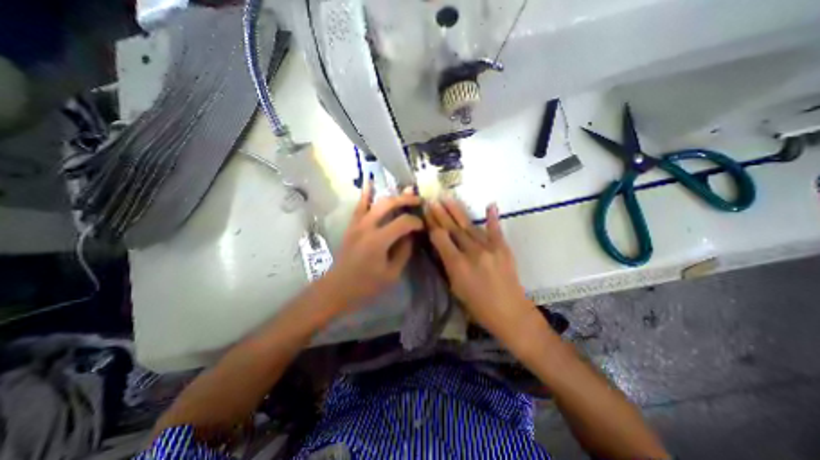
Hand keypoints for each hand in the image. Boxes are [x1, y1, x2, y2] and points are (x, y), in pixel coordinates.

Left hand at [324, 182, 422, 307]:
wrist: (338, 287)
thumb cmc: (366, 285)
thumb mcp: (392, 274)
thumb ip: (403, 251)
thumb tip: (410, 235)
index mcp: (378, 241)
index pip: (403, 222)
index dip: (416, 222)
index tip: (423, 226)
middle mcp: (367, 226)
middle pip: (389, 204)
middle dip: (406, 200)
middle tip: (419, 200)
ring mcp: (357, 223)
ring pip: (376, 201)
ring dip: (392, 195)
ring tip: (405, 191)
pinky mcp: (352, 225)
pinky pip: (359, 205)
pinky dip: (366, 193)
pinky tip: (370, 181)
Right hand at [423, 200, 538, 341]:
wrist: (510, 313)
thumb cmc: (478, 306)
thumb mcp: (455, 288)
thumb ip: (448, 265)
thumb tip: (441, 246)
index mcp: (457, 265)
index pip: (440, 238)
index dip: (432, 224)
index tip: (426, 212)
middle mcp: (472, 252)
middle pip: (453, 228)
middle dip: (441, 213)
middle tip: (432, 199)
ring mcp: (489, 248)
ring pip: (469, 226)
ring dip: (457, 211)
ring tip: (448, 197)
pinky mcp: (503, 248)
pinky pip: (495, 230)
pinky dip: (492, 217)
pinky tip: (490, 204)